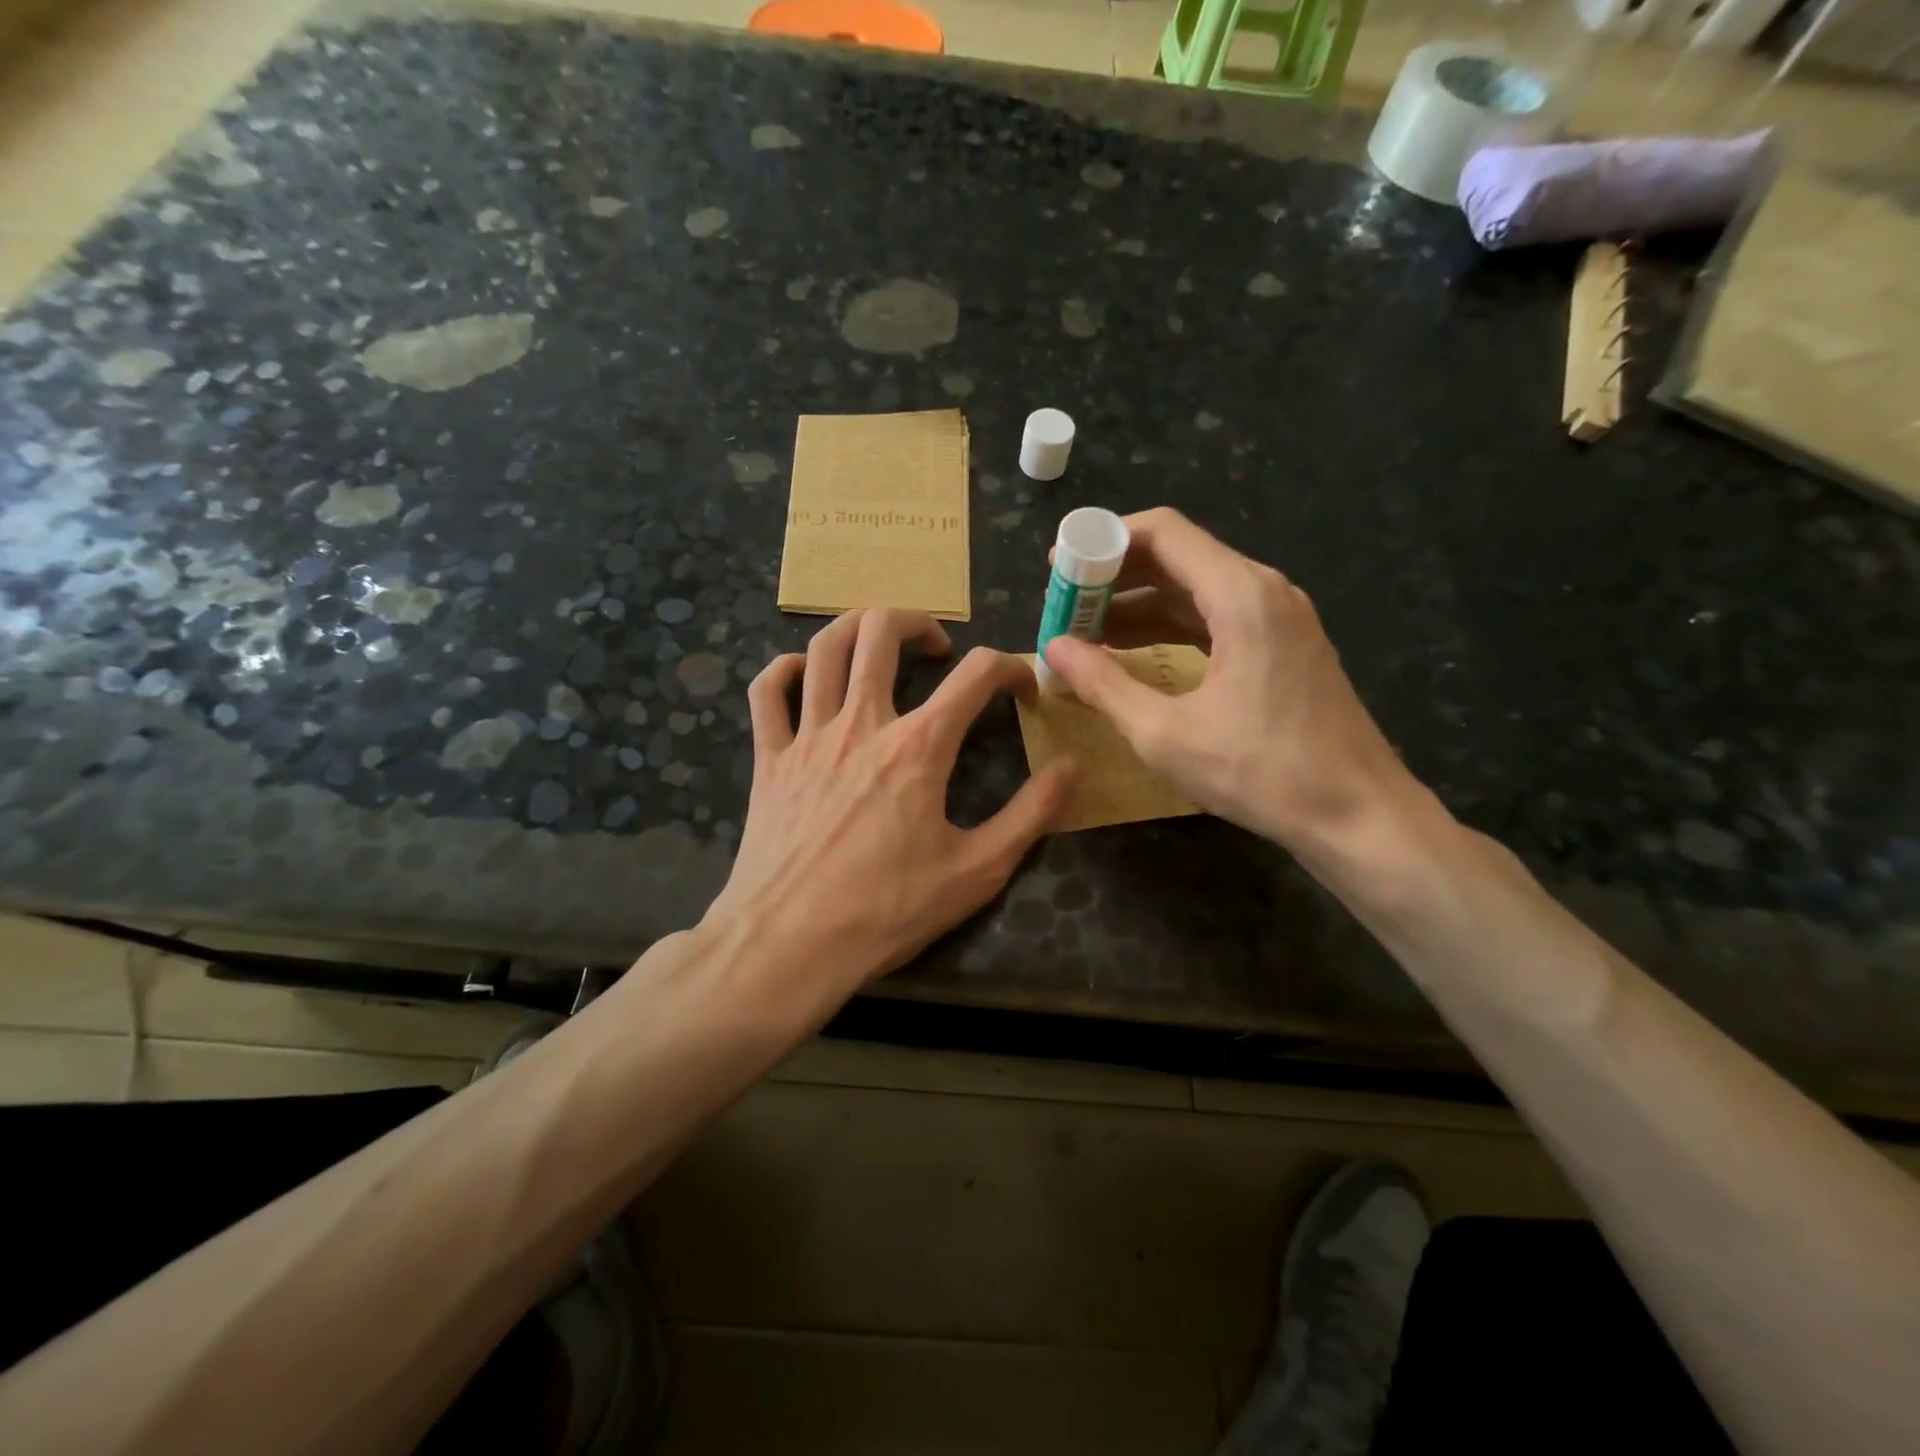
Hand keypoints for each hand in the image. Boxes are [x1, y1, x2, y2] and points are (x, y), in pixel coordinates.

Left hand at [705, 609, 1076, 995]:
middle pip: (882, 630)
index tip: (1023, 694)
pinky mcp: (769, 758)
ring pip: (824, 647)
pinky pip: (768, 691)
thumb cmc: (887, 911)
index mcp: (919, 747)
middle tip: (939, 649)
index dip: (1012, 669)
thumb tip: (1072, 768)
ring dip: (857, 628)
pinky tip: (806, 676)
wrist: (789, 945)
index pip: (977, 674)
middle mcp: (862, 724)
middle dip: (920, 622)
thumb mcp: (978, 871)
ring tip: (880, 642)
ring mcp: (808, 736)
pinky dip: (786, 669)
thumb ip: (1031, 814)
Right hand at [1042, 508, 1405, 848]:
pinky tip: (1133, 651)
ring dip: (1140, 605)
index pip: (1164, 532)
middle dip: (1115, 577)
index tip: (1060, 567)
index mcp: (1240, 595)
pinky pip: (1216, 617)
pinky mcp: (1284, 646)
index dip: (1104, 541)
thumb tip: (1052, 648)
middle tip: (1065, 605)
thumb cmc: (1261, 772)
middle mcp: (1264, 591)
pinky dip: (1171, 627)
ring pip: (1196, 589)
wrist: (1358, 815)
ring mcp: (1280, 618)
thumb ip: (1103, 684)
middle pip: (1178, 557)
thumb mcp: (1165, 733)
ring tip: (1086, 631)